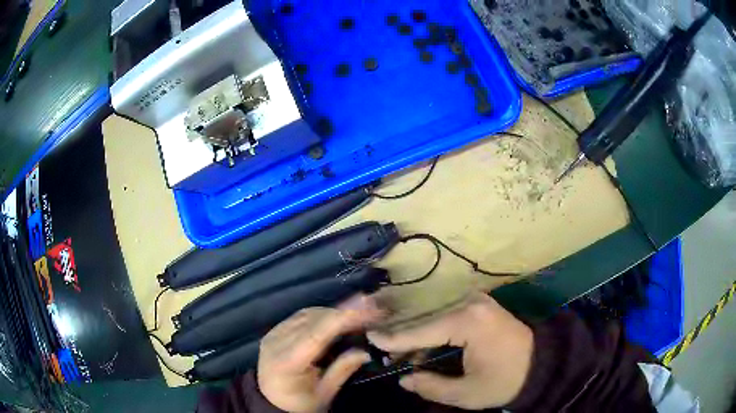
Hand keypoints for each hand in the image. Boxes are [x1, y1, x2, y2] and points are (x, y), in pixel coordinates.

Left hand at [258, 295, 383, 412]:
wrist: (271, 401)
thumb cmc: (300, 402)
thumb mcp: (324, 393)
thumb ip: (342, 370)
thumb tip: (365, 351)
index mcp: (286, 362)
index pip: (316, 334)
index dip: (342, 318)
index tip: (366, 308)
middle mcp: (275, 342)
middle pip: (312, 320)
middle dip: (342, 313)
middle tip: (370, 311)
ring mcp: (272, 334)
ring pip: (306, 314)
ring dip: (332, 312)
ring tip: (356, 315)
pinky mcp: (274, 331)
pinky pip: (299, 316)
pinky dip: (320, 315)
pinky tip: (336, 319)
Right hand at [367, 293, 533, 409]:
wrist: (541, 363)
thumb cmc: (505, 380)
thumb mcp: (467, 393)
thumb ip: (431, 386)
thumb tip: (404, 380)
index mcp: (467, 322)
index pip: (421, 331)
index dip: (394, 339)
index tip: (369, 337)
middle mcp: (469, 303)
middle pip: (425, 320)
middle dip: (403, 337)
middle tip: (381, 351)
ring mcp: (475, 301)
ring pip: (433, 317)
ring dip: (416, 336)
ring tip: (398, 354)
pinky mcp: (479, 305)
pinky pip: (446, 317)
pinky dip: (432, 332)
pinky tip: (421, 348)